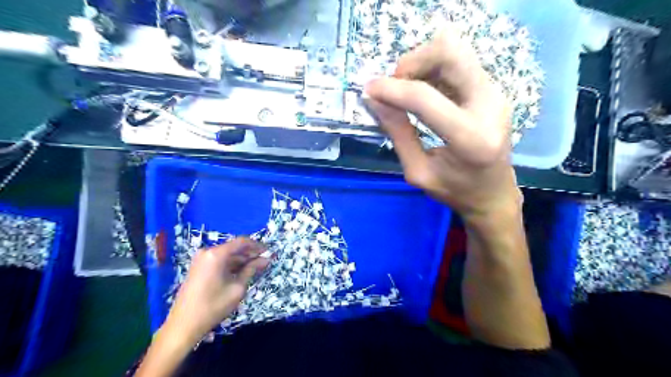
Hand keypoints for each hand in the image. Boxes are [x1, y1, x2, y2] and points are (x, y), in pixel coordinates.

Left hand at [163, 240, 269, 342]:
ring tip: (256, 268)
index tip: (269, 251)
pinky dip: (232, 264)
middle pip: (234, 247)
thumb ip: (252, 270)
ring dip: (242, 259)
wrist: (183, 325)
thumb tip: (266, 259)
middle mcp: (208, 252)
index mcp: (217, 254)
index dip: (257, 245)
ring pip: (228, 254)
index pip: (242, 241)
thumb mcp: (237, 288)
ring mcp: (201, 259)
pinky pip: (220, 261)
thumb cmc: (213, 306)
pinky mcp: (198, 267)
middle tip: (265, 261)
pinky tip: (242, 272)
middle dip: (250, 253)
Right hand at [365, 29, 520, 223]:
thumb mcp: (418, 171)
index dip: (392, 89)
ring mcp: (495, 93)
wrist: (494, 194)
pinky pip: (458, 62)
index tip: (369, 90)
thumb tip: (374, 100)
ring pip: (455, 49)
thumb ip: (397, 133)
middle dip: (413, 62)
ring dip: (422, 63)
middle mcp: (489, 105)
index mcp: (470, 138)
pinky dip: (433, 70)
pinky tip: (424, 93)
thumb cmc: (455, 191)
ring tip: (407, 90)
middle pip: (449, 51)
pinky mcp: (492, 89)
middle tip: (396, 86)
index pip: (425, 98)